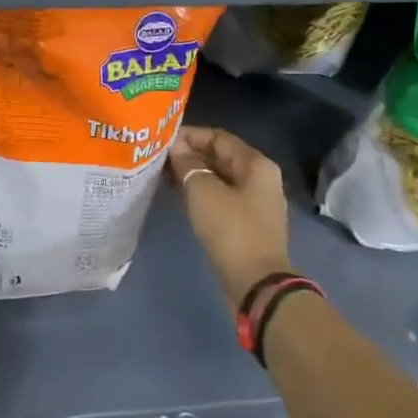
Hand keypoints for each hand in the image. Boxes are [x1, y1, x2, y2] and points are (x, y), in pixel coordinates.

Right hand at [170, 126, 290, 309]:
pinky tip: (178, 195)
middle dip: (190, 154)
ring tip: (162, 174)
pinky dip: (200, 193)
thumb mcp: (203, 192)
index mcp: (256, 164)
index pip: (218, 137)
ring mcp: (254, 202)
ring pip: (218, 178)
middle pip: (220, 157)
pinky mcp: (246, 223)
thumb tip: (176, 147)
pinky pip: (220, 197)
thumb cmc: (231, 229)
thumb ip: (188, 164)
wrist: (255, 283)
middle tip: (158, 156)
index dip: (190, 135)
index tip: (162, 138)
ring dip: (192, 174)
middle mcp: (259, 178)